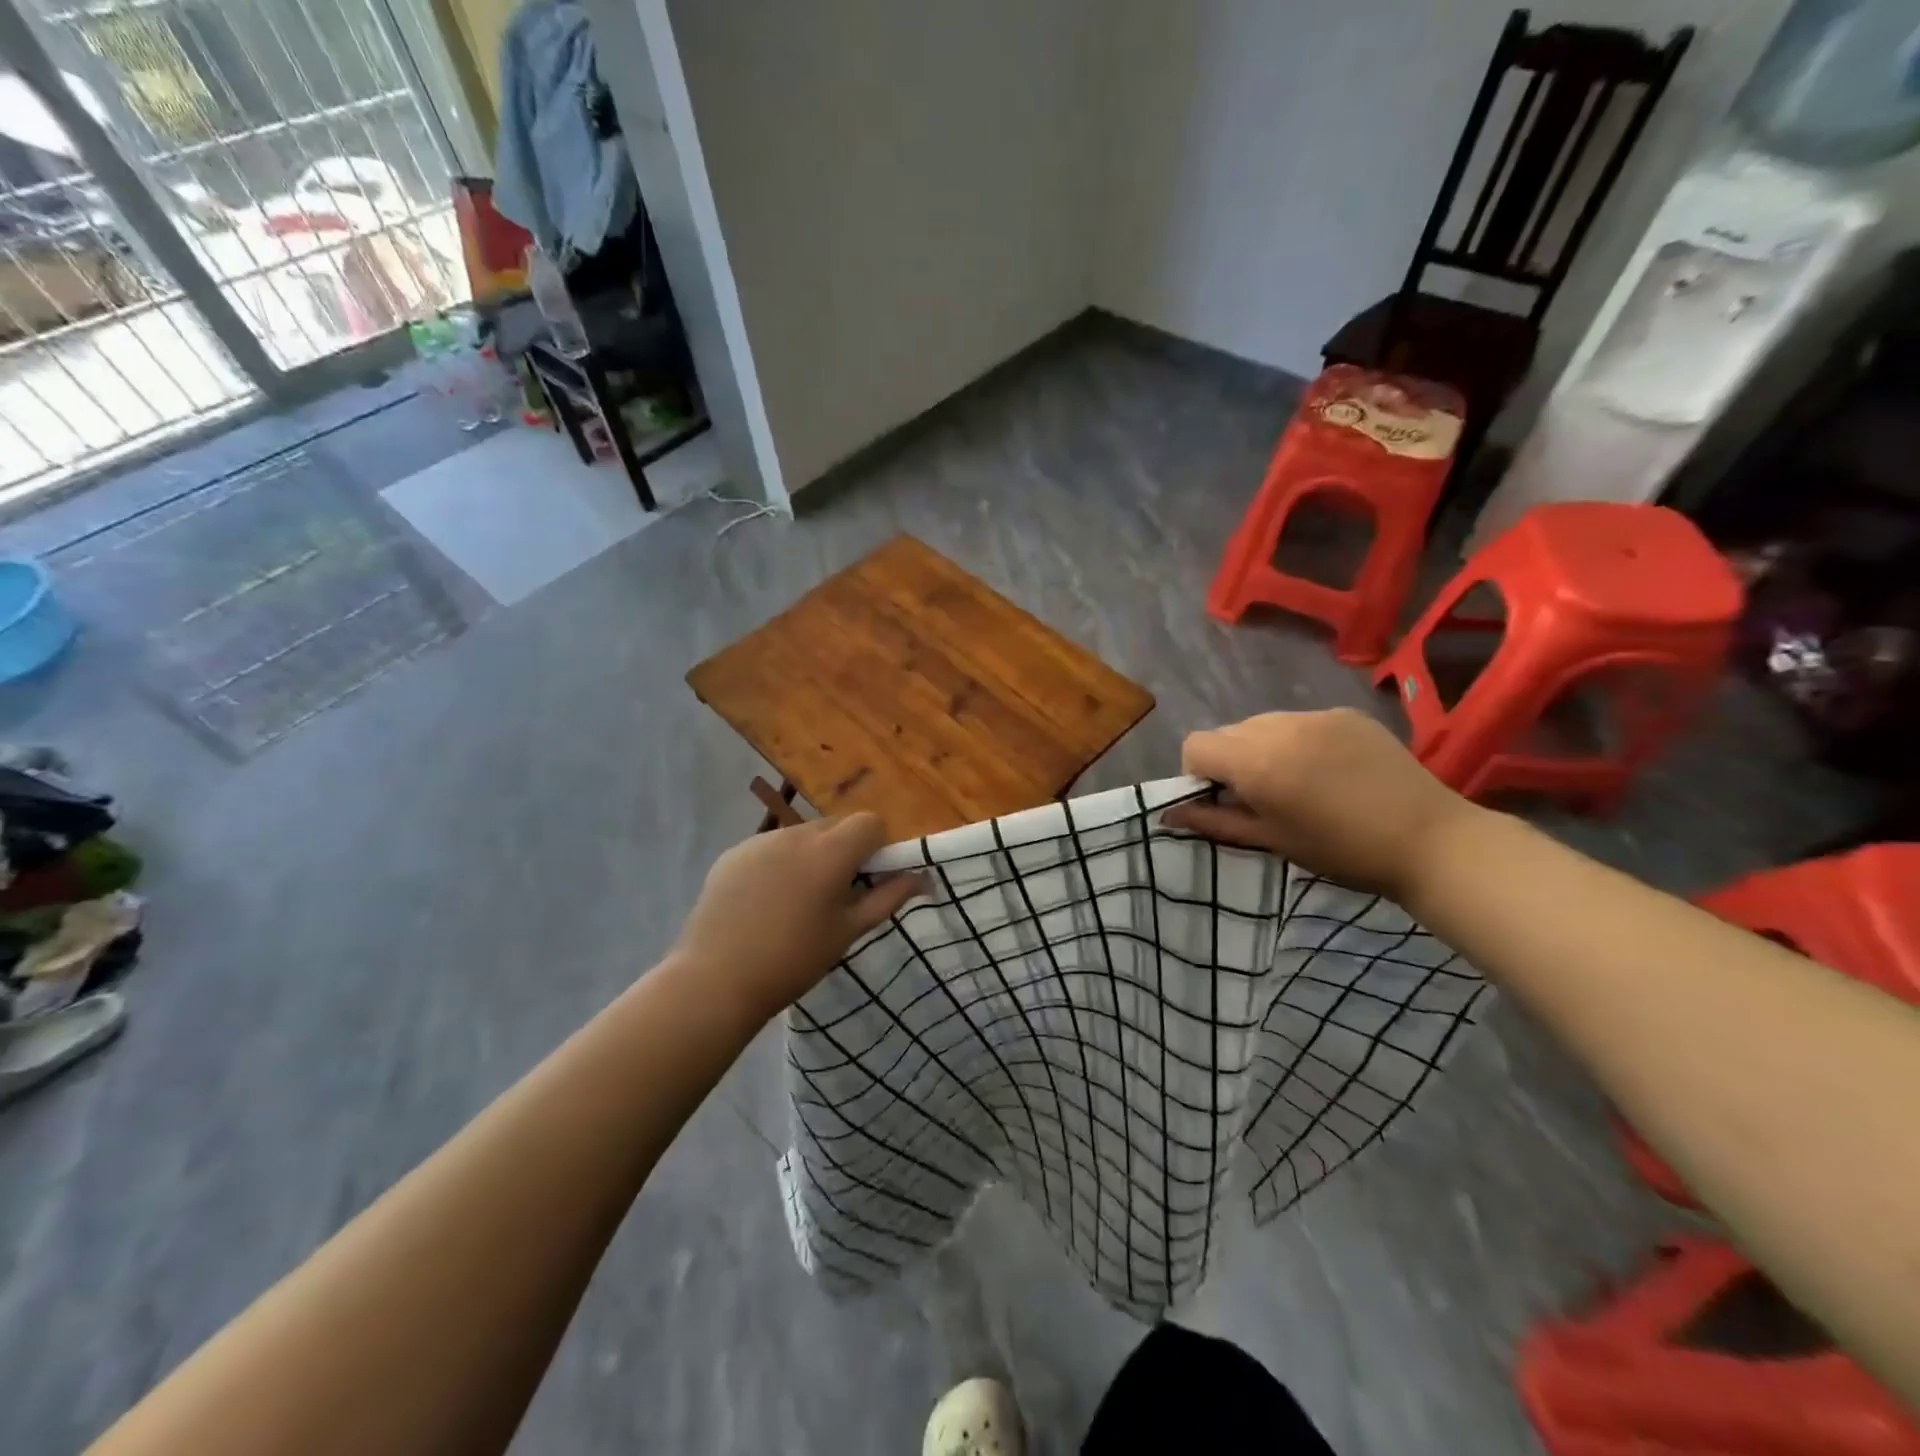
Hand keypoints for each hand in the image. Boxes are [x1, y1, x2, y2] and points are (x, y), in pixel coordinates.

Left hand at [672, 814, 923, 1024]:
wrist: (715, 981)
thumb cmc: (794, 960)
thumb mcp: (848, 932)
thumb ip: (889, 898)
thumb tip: (924, 878)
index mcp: (831, 852)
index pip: (871, 822)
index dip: (877, 847)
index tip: (868, 880)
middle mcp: (796, 834)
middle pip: (836, 826)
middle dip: (844, 851)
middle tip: (834, 896)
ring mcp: (760, 841)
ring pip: (802, 836)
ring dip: (811, 856)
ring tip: (795, 903)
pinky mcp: (732, 853)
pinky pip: (770, 847)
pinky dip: (778, 864)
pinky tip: (764, 903)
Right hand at [1162, 708, 1473, 896]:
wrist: (1430, 840)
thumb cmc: (1341, 851)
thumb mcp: (1270, 841)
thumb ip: (1214, 821)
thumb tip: (1169, 815)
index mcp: (1255, 761)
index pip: (1195, 746)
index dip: (1198, 774)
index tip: (1223, 801)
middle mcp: (1278, 725)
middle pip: (1228, 733)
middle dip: (1231, 761)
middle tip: (1262, 797)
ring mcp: (1315, 714)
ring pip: (1263, 725)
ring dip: (1263, 749)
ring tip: (1298, 783)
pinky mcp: (1345, 713)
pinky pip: (1301, 722)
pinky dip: (1298, 742)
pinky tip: (1330, 771)